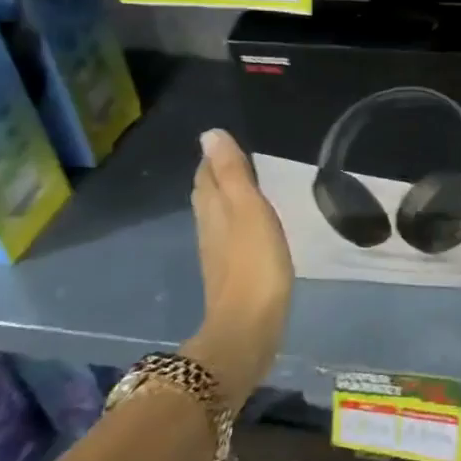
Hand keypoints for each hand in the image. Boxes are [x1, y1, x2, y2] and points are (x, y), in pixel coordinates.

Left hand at [184, 129, 291, 403]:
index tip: (226, 143)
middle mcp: (208, 228)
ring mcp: (217, 254)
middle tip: (235, 160)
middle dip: (216, 176)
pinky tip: (250, 228)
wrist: (249, 325)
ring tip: (244, 188)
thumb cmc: (254, 262)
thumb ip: (232, 172)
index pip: (206, 175)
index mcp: (212, 209)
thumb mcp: (248, 209)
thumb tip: (210, 134)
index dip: (213, 158)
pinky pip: (229, 237)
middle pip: (207, 195)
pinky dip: (236, 223)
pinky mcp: (230, 273)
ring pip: (216, 216)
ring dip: (226, 200)